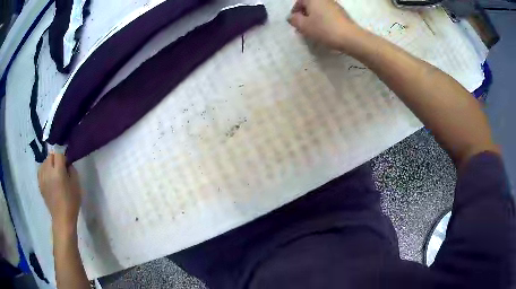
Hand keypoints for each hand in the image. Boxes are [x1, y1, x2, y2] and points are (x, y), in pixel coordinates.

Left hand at [38, 153, 82, 230]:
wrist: (62, 218)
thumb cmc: (71, 202)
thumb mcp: (76, 185)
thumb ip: (71, 170)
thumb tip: (67, 164)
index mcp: (58, 172)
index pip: (59, 154)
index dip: (63, 157)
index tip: (67, 165)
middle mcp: (48, 172)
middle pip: (50, 156)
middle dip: (56, 159)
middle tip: (61, 169)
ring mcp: (42, 178)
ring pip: (44, 162)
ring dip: (50, 164)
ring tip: (54, 173)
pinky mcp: (40, 183)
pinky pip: (41, 170)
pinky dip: (44, 170)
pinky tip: (48, 177)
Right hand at [287, 0, 358, 49]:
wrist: (350, 37)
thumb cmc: (324, 29)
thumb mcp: (304, 26)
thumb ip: (294, 20)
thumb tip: (292, 17)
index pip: (299, 1)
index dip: (295, 11)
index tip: (295, 22)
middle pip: (310, 5)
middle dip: (305, 15)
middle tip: (303, 27)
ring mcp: (335, 5)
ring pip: (319, 10)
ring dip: (314, 18)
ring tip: (314, 30)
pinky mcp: (342, 13)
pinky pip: (328, 14)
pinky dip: (324, 20)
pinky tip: (325, 30)